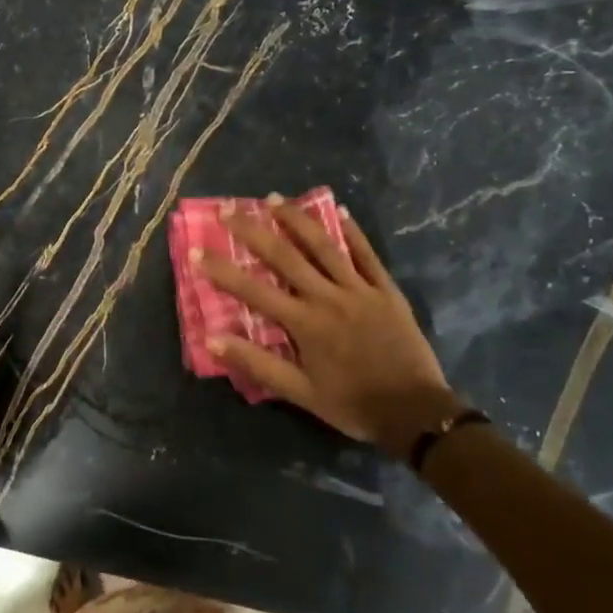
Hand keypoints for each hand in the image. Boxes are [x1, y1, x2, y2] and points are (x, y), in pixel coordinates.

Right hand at [197, 196, 461, 456]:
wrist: (415, 413)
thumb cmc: (352, 404)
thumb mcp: (300, 393)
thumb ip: (257, 364)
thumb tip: (212, 340)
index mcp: (304, 323)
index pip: (253, 290)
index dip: (222, 270)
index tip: (197, 250)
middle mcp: (328, 298)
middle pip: (285, 256)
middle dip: (254, 231)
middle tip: (230, 208)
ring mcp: (360, 290)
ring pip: (324, 246)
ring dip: (297, 220)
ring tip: (274, 198)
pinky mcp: (386, 291)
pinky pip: (367, 254)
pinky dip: (352, 231)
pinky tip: (339, 210)